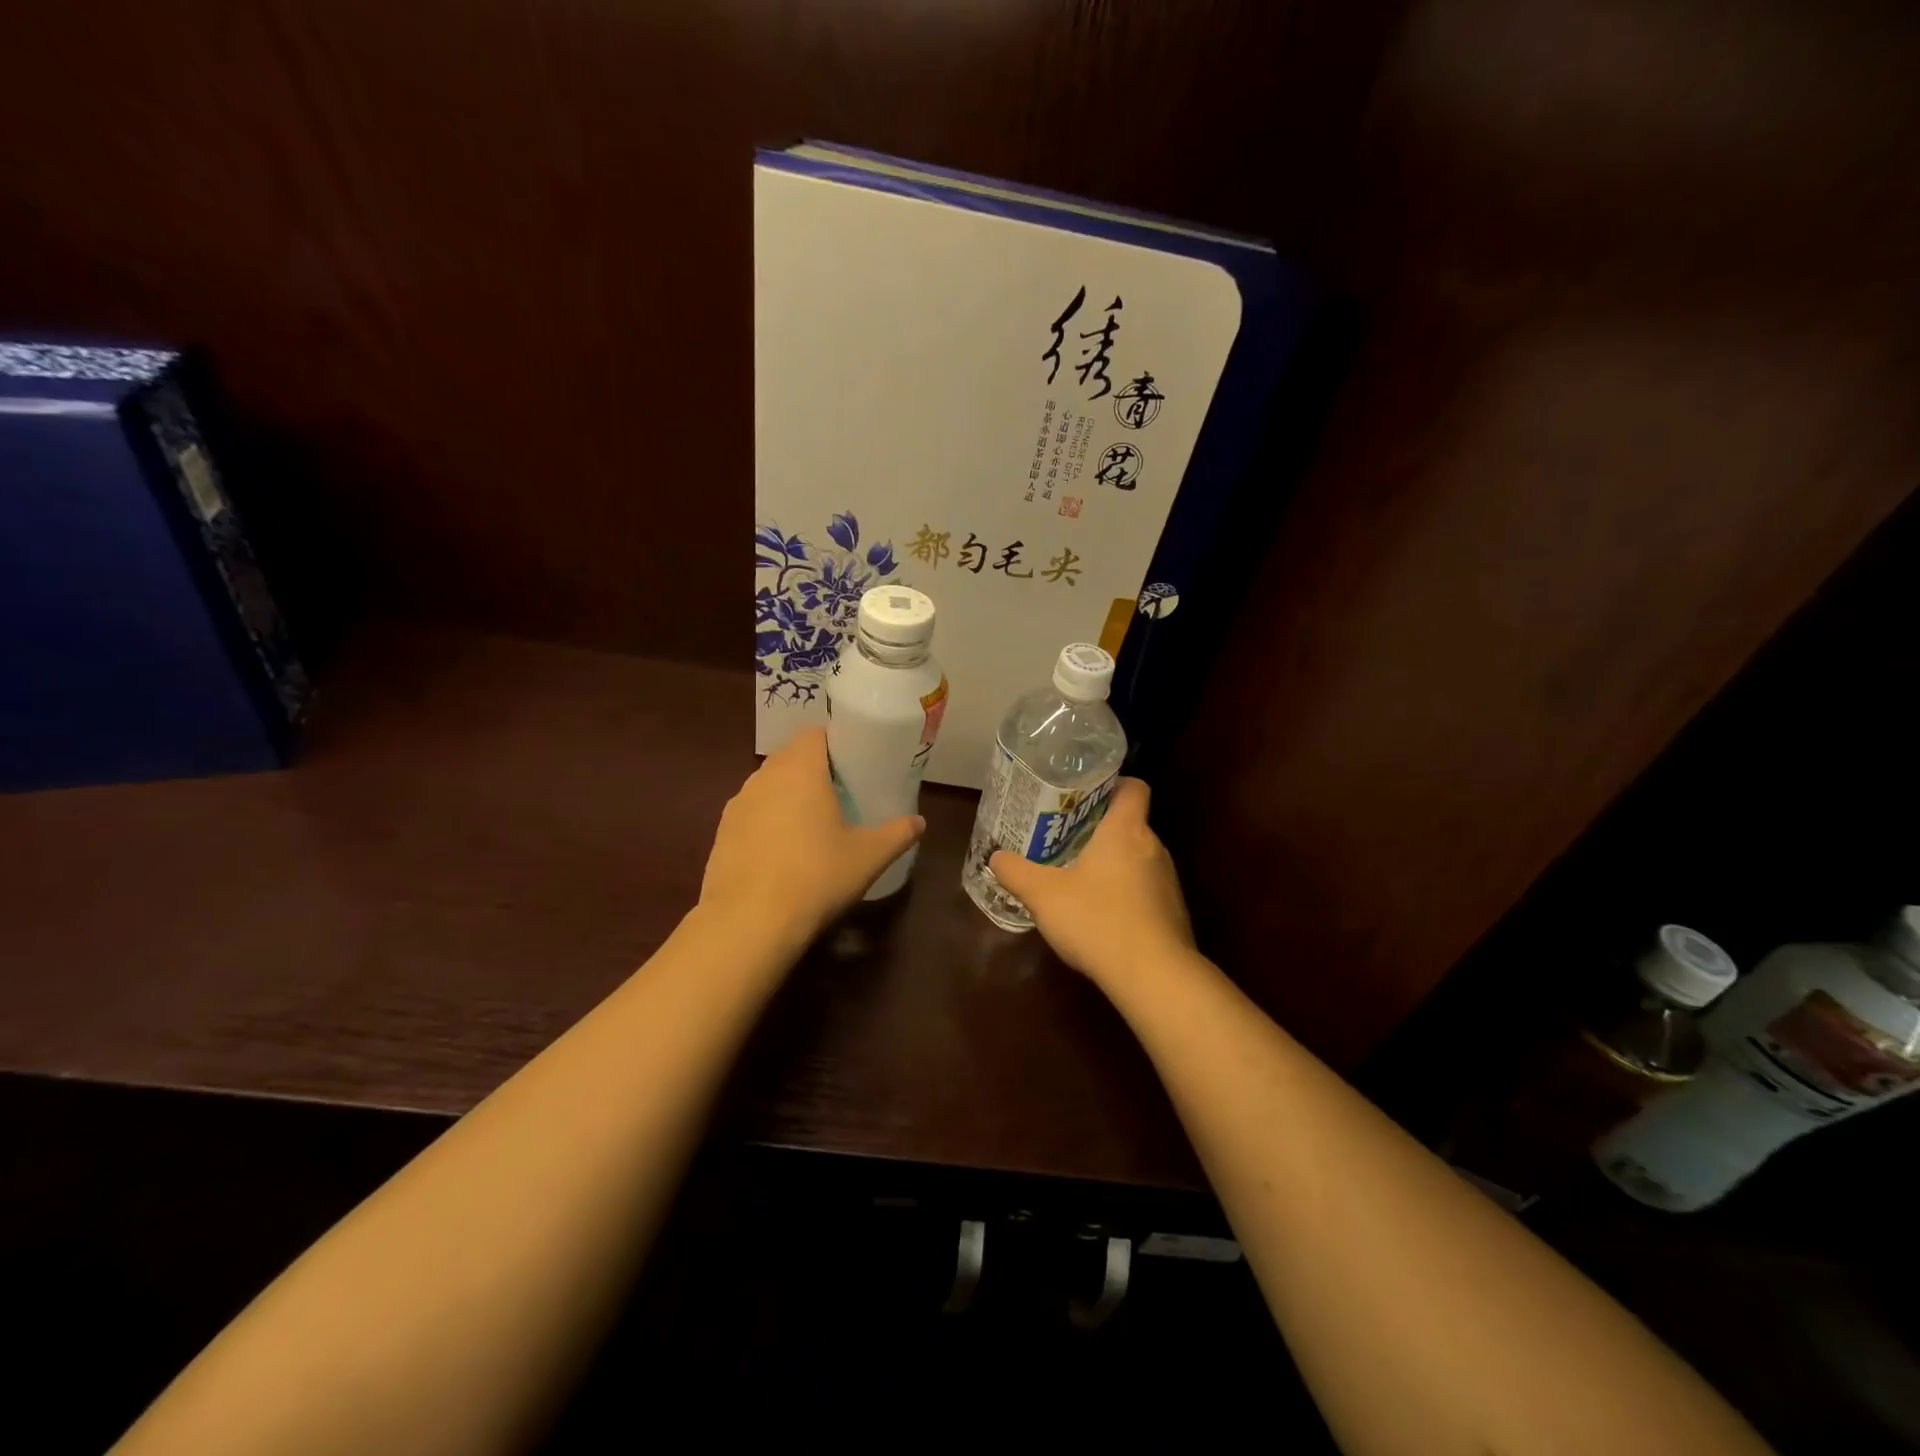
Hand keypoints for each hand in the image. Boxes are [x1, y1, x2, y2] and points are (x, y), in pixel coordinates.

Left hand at [700, 727, 924, 944]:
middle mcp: (764, 777)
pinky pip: (752, 813)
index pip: (814, 733)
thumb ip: (897, 834)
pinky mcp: (722, 833)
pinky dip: (768, 820)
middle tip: (841, 791)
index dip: (835, 741)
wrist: (749, 922)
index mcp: (800, 769)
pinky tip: (783, 850)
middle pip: (790, 756)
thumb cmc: (816, 877)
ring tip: (812, 821)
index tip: (854, 761)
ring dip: (788, 794)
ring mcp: (738, 804)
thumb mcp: (868, 857)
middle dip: (813, 768)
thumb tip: (919, 823)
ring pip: (768, 785)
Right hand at [988, 778, 1194, 984]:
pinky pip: (1145, 891)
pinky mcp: (1172, 914)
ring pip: (1137, 859)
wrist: (1154, 977)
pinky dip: (1124, 895)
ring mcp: (1167, 882)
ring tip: (1077, 878)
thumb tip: (995, 857)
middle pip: (1130, 824)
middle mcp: (1153, 848)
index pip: (1133, 788)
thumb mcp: (1043, 894)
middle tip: (1065, 838)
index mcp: (1126, 831)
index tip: (1085, 795)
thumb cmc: (1098, 920)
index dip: (1113, 784)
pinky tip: (1099, 916)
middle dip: (1099, 829)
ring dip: (1112, 864)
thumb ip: (1016, 872)